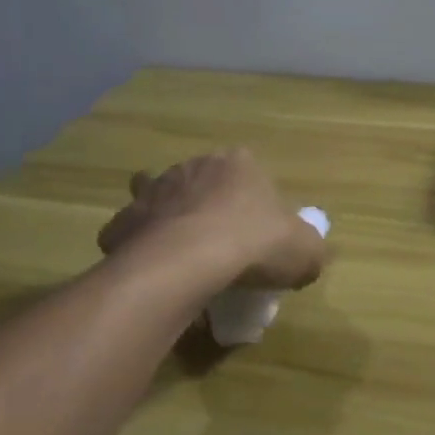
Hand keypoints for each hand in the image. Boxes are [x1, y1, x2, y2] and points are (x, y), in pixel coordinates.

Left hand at [96, 148, 327, 290]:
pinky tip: (150, 270)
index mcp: (238, 164)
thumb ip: (310, 250)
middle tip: (219, 244)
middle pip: (202, 181)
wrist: (187, 261)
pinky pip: (130, 232)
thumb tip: (307, 257)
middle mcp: (193, 167)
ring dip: (167, 217)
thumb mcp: (305, 252)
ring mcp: (153, 191)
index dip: (253, 202)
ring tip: (179, 252)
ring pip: (158, 197)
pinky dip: (137, 247)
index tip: (258, 234)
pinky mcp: (124, 222)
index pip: (249, 172)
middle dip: (206, 204)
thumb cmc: (254, 245)